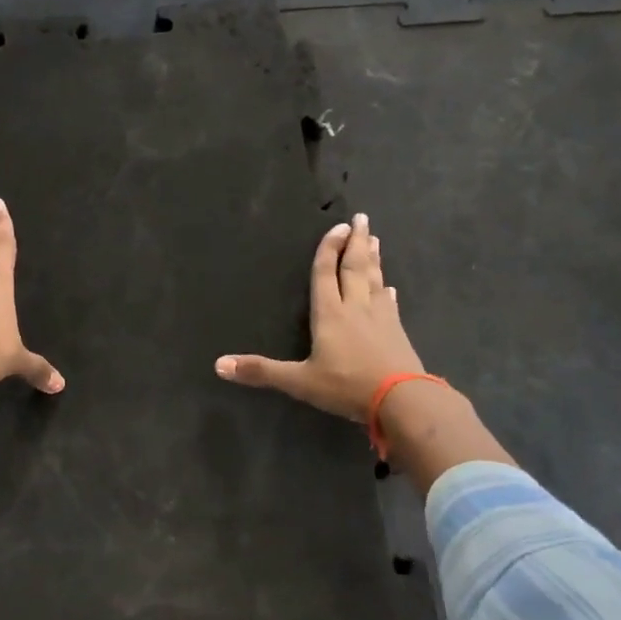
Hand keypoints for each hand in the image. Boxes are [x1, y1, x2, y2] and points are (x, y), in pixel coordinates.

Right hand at [215, 213, 423, 421]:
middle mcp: (355, 308)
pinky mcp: (397, 332)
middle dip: (355, 243)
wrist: (402, 400)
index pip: (326, 274)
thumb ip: (262, 371)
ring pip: (374, 280)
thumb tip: (218, 365)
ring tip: (374, 240)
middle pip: (354, 268)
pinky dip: (387, 292)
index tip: (337, 226)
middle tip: (360, 219)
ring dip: (373, 259)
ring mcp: (380, 318)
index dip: (328, 250)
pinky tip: (390, 288)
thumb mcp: (299, 382)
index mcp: (330, 314)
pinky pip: (390, 304)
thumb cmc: (347, 386)